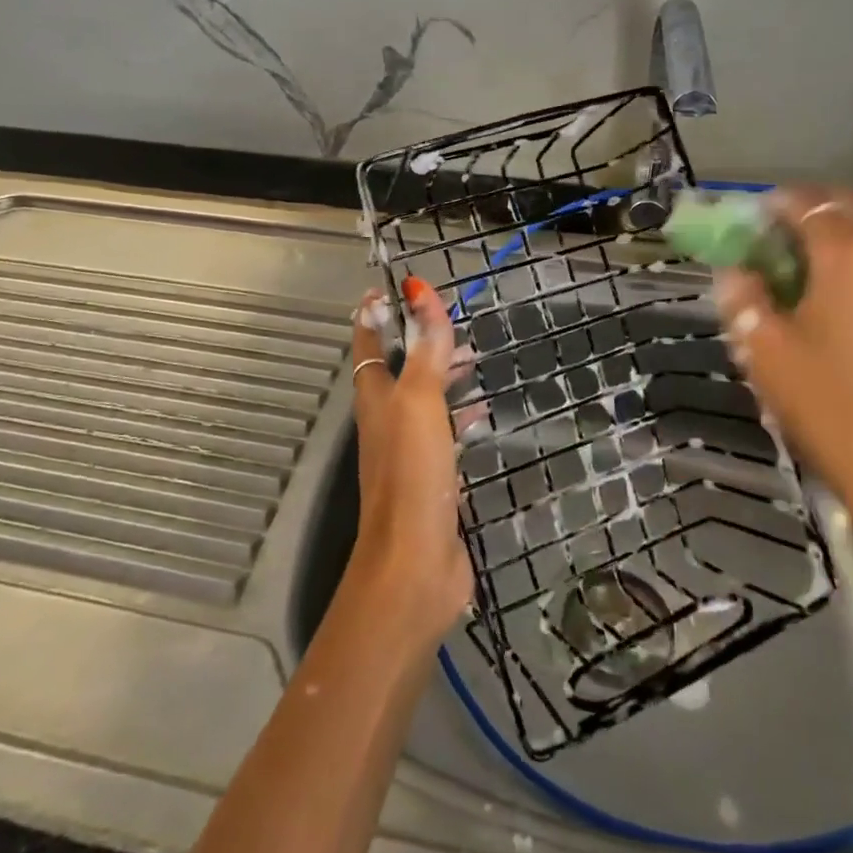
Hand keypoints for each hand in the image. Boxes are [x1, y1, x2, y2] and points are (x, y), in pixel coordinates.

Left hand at [342, 279, 472, 650]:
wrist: (415, 563)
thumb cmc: (412, 473)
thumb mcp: (420, 399)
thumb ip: (424, 347)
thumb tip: (418, 288)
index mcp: (375, 399)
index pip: (368, 344)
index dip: (373, 315)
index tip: (387, 288)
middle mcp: (387, 422)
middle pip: (398, 370)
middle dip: (418, 343)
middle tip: (446, 321)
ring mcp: (408, 453)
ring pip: (424, 400)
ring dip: (442, 375)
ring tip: (472, 358)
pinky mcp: (431, 479)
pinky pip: (445, 434)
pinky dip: (461, 416)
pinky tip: (484, 413)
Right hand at [711, 189, 852, 595]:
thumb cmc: (832, 408)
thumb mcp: (764, 351)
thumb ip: (743, 298)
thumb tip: (737, 272)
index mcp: (846, 253)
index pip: (805, 201)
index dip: (770, 205)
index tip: (744, 224)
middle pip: (842, 210)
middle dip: (802, 216)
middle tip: (767, 246)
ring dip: (828, 243)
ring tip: (793, 279)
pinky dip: (852, 268)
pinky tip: (828, 307)